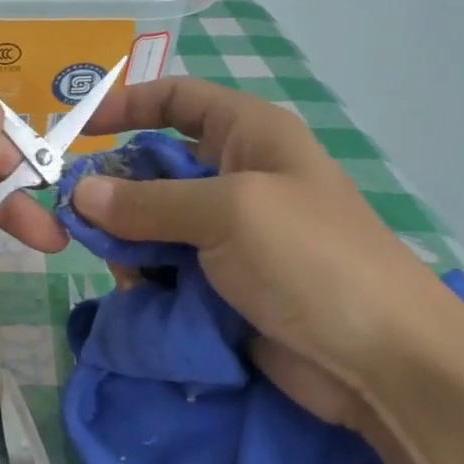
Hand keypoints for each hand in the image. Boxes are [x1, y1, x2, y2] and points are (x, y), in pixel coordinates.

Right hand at [72, 79, 463, 430]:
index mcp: (249, 135)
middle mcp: (237, 176)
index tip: (79, 131)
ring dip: (131, 243)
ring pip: (153, 223)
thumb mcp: (227, 213)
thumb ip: (147, 201)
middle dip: (118, 192)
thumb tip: (79, 194)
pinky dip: (148, 277)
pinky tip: (146, 296)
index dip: (127, 105)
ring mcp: (230, 233)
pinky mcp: (224, 282)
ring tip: (131, 272)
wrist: (383, 364)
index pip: (177, 99)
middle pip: (154, 166)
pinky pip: (166, 266)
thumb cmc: (311, 260)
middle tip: (85, 222)